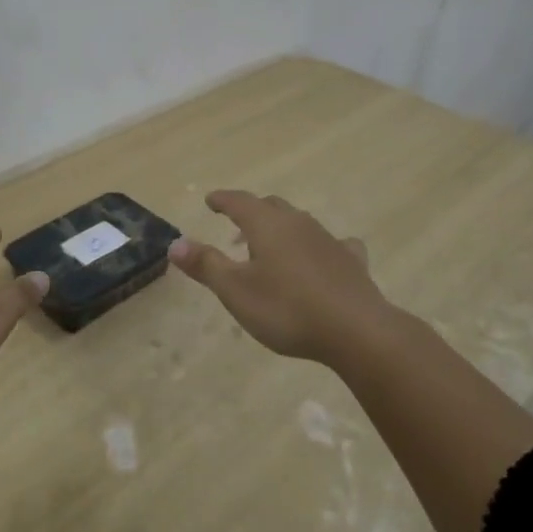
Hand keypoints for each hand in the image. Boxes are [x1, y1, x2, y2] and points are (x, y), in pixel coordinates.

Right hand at [167, 190, 391, 363]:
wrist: (357, 331)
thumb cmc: (287, 309)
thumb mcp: (236, 291)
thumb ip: (205, 265)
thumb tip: (175, 243)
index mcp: (267, 225)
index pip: (239, 202)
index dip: (223, 200)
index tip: (211, 200)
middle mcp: (298, 224)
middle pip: (271, 207)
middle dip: (251, 212)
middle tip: (237, 227)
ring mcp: (328, 240)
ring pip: (300, 223)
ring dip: (281, 229)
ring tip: (270, 248)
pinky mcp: (351, 262)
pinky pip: (333, 244)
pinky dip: (319, 247)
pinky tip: (323, 258)